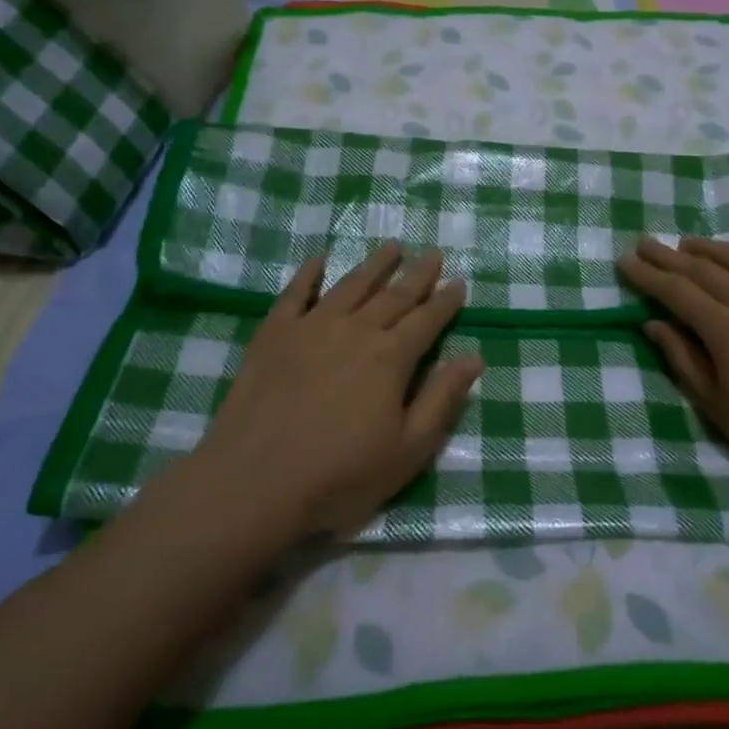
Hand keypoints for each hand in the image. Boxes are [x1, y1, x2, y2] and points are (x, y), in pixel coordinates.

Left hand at [194, 244, 481, 536]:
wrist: (254, 482)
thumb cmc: (339, 475)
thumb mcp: (407, 449)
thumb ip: (442, 399)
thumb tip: (474, 357)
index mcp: (391, 358)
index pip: (427, 319)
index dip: (445, 301)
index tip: (458, 282)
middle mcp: (355, 330)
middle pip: (393, 295)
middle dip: (417, 274)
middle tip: (433, 253)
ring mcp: (311, 327)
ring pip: (350, 285)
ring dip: (374, 265)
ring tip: (392, 247)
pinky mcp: (273, 334)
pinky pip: (295, 293)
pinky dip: (308, 274)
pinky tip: (318, 260)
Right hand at [617, 236, 728, 494]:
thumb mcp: (715, 404)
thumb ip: (683, 358)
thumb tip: (654, 324)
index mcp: (727, 330)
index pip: (677, 292)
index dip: (648, 275)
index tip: (624, 261)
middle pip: (703, 270)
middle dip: (668, 255)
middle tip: (644, 242)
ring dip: (707, 249)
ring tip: (684, 243)